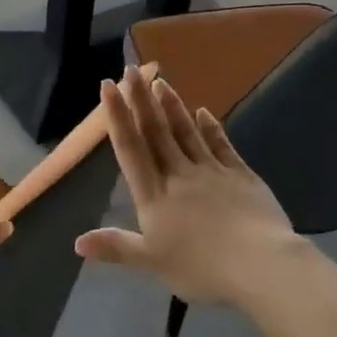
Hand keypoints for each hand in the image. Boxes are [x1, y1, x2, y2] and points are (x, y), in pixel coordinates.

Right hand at [75, 66, 303, 304]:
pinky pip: (221, 145)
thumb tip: (76, 242)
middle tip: (132, 69)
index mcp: (154, 196)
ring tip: (160, 81)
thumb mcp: (152, 262)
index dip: (118, 116)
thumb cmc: (201, 267)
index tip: (109, 86)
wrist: (260, 264)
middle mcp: (179, 175)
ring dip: (172, 106)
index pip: (131, 148)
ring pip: (186, 132)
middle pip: (156, 131)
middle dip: (142, 99)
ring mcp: (212, 171)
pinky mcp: (241, 175)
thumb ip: (116, 247)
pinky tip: (204, 112)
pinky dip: (211, 127)